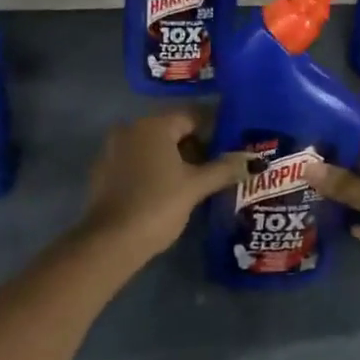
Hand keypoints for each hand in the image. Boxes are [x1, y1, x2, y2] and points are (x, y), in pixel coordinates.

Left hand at [84, 111, 252, 260]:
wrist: (110, 243)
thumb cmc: (157, 205)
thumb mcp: (195, 186)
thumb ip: (224, 169)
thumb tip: (255, 160)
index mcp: (154, 125)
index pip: (192, 116)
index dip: (215, 130)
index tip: (231, 147)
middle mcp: (131, 128)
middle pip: (172, 130)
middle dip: (196, 146)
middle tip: (218, 167)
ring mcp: (113, 149)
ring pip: (154, 147)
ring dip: (175, 159)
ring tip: (198, 181)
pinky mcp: (104, 172)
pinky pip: (137, 162)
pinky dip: (155, 170)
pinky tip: (169, 191)